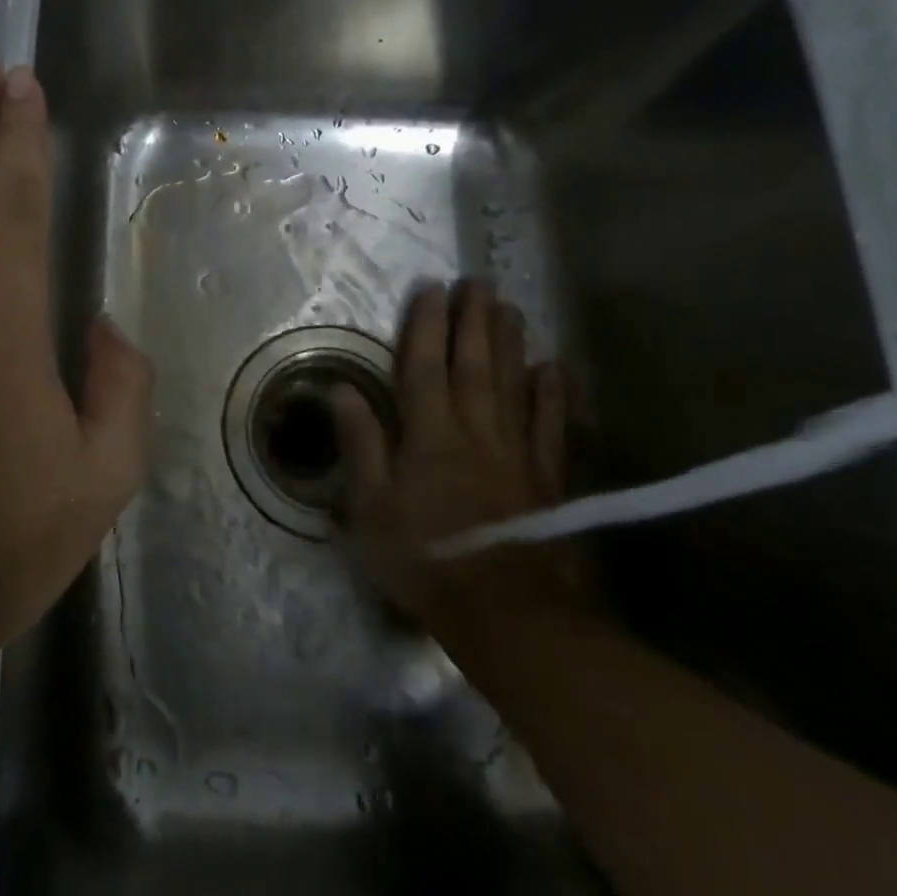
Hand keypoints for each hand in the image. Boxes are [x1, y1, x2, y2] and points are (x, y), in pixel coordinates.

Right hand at [331, 279, 598, 655]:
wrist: (508, 614)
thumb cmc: (426, 561)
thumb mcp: (372, 509)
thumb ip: (362, 445)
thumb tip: (342, 391)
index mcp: (429, 436)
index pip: (424, 367)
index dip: (426, 325)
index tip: (430, 288)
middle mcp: (475, 431)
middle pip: (474, 364)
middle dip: (473, 319)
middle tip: (477, 281)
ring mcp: (516, 452)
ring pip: (512, 384)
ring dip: (510, 342)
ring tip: (510, 306)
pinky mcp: (547, 477)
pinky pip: (550, 424)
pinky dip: (553, 393)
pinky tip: (554, 368)